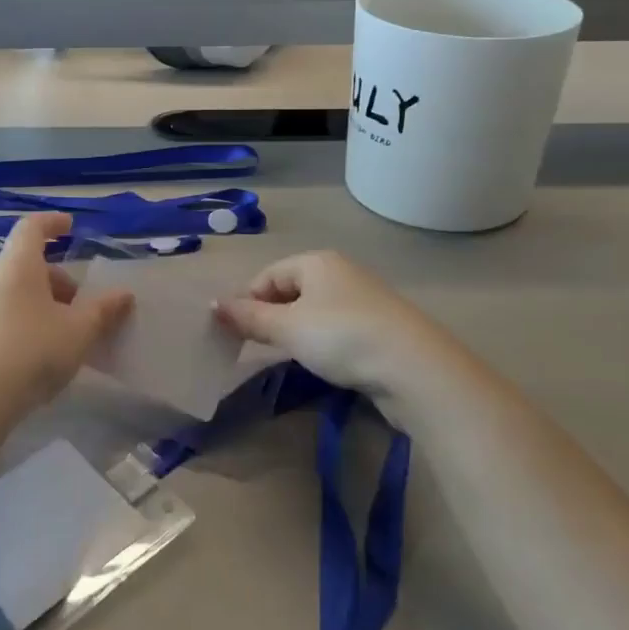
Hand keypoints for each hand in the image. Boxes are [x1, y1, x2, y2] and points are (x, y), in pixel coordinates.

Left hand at [0, 213, 132, 465]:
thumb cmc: (32, 352)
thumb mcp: (79, 331)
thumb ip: (104, 310)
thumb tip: (123, 294)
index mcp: (18, 265)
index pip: (31, 227)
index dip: (52, 222)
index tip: (70, 227)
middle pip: (26, 265)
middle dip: (57, 279)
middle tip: (82, 304)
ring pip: (14, 294)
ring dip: (43, 305)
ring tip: (66, 335)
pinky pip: (2, 318)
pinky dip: (25, 324)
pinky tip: (40, 358)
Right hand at [213, 251, 462, 400]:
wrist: (413, 367)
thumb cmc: (341, 337)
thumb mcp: (288, 328)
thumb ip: (249, 318)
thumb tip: (215, 306)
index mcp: (316, 261)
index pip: (267, 275)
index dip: (247, 302)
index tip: (235, 334)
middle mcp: (340, 272)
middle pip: (291, 290)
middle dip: (270, 317)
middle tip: (257, 347)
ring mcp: (363, 298)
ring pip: (314, 310)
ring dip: (295, 331)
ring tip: (288, 356)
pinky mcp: (379, 326)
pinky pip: (336, 327)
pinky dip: (322, 342)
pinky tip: (322, 363)